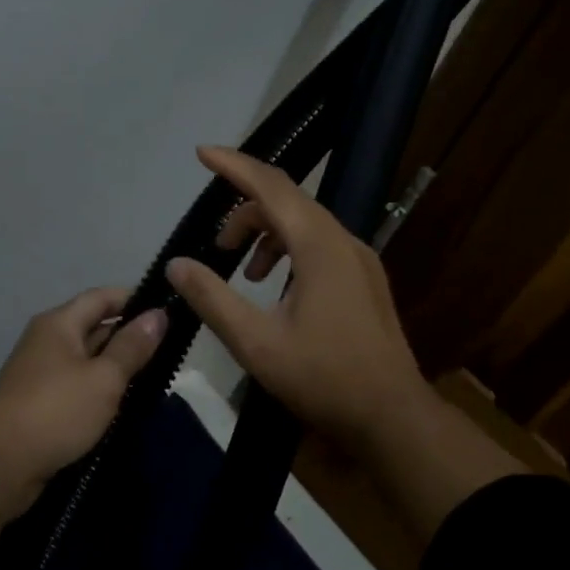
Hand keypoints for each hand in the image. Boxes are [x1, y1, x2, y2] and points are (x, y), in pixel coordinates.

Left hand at [0, 288, 166, 569]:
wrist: (1, 464)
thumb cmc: (57, 411)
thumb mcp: (104, 378)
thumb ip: (132, 347)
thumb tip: (159, 314)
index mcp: (59, 323)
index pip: (102, 297)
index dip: (135, 300)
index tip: (168, 312)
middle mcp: (47, 341)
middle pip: (94, 326)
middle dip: (129, 337)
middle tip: (170, 350)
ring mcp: (40, 373)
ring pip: (87, 360)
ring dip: (116, 367)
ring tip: (155, 377)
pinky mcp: (39, 403)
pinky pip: (77, 386)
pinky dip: (99, 390)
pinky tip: (123, 404)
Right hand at [164, 146, 434, 450]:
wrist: (392, 416)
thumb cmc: (323, 378)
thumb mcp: (255, 343)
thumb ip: (212, 298)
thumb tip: (177, 264)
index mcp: (318, 246)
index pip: (271, 186)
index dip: (234, 166)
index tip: (201, 153)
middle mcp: (343, 240)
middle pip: (287, 201)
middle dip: (244, 211)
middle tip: (216, 245)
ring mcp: (359, 259)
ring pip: (304, 223)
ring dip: (267, 234)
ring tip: (242, 270)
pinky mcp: (364, 279)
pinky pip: (319, 244)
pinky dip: (288, 250)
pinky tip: (274, 287)